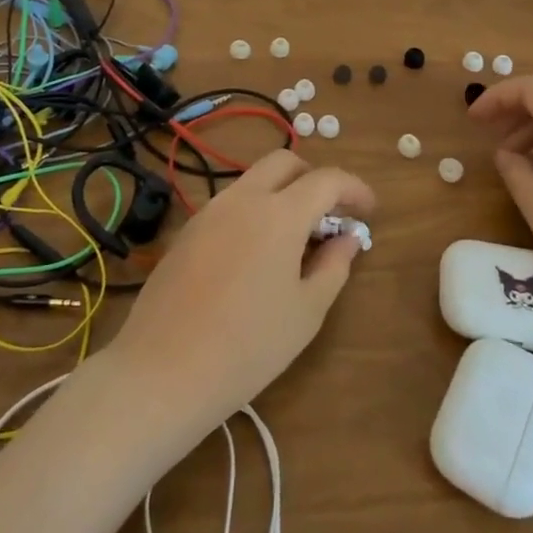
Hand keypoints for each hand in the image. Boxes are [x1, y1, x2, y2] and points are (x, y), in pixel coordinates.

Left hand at [105, 149, 371, 435]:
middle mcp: (243, 198)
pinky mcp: (187, 231)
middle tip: (331, 215)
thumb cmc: (248, 346)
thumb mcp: (306, 311)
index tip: (369, 210)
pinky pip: (230, 204)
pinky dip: (255, 211)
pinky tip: (258, 254)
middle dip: (314, 178)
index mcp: (279, 213)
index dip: (354, 189)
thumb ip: (333, 266)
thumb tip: (347, 239)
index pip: (326, 180)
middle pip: (284, 162)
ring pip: (254, 181)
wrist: (163, 370)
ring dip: (282, 193)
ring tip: (296, 238)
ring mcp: (209, 211)